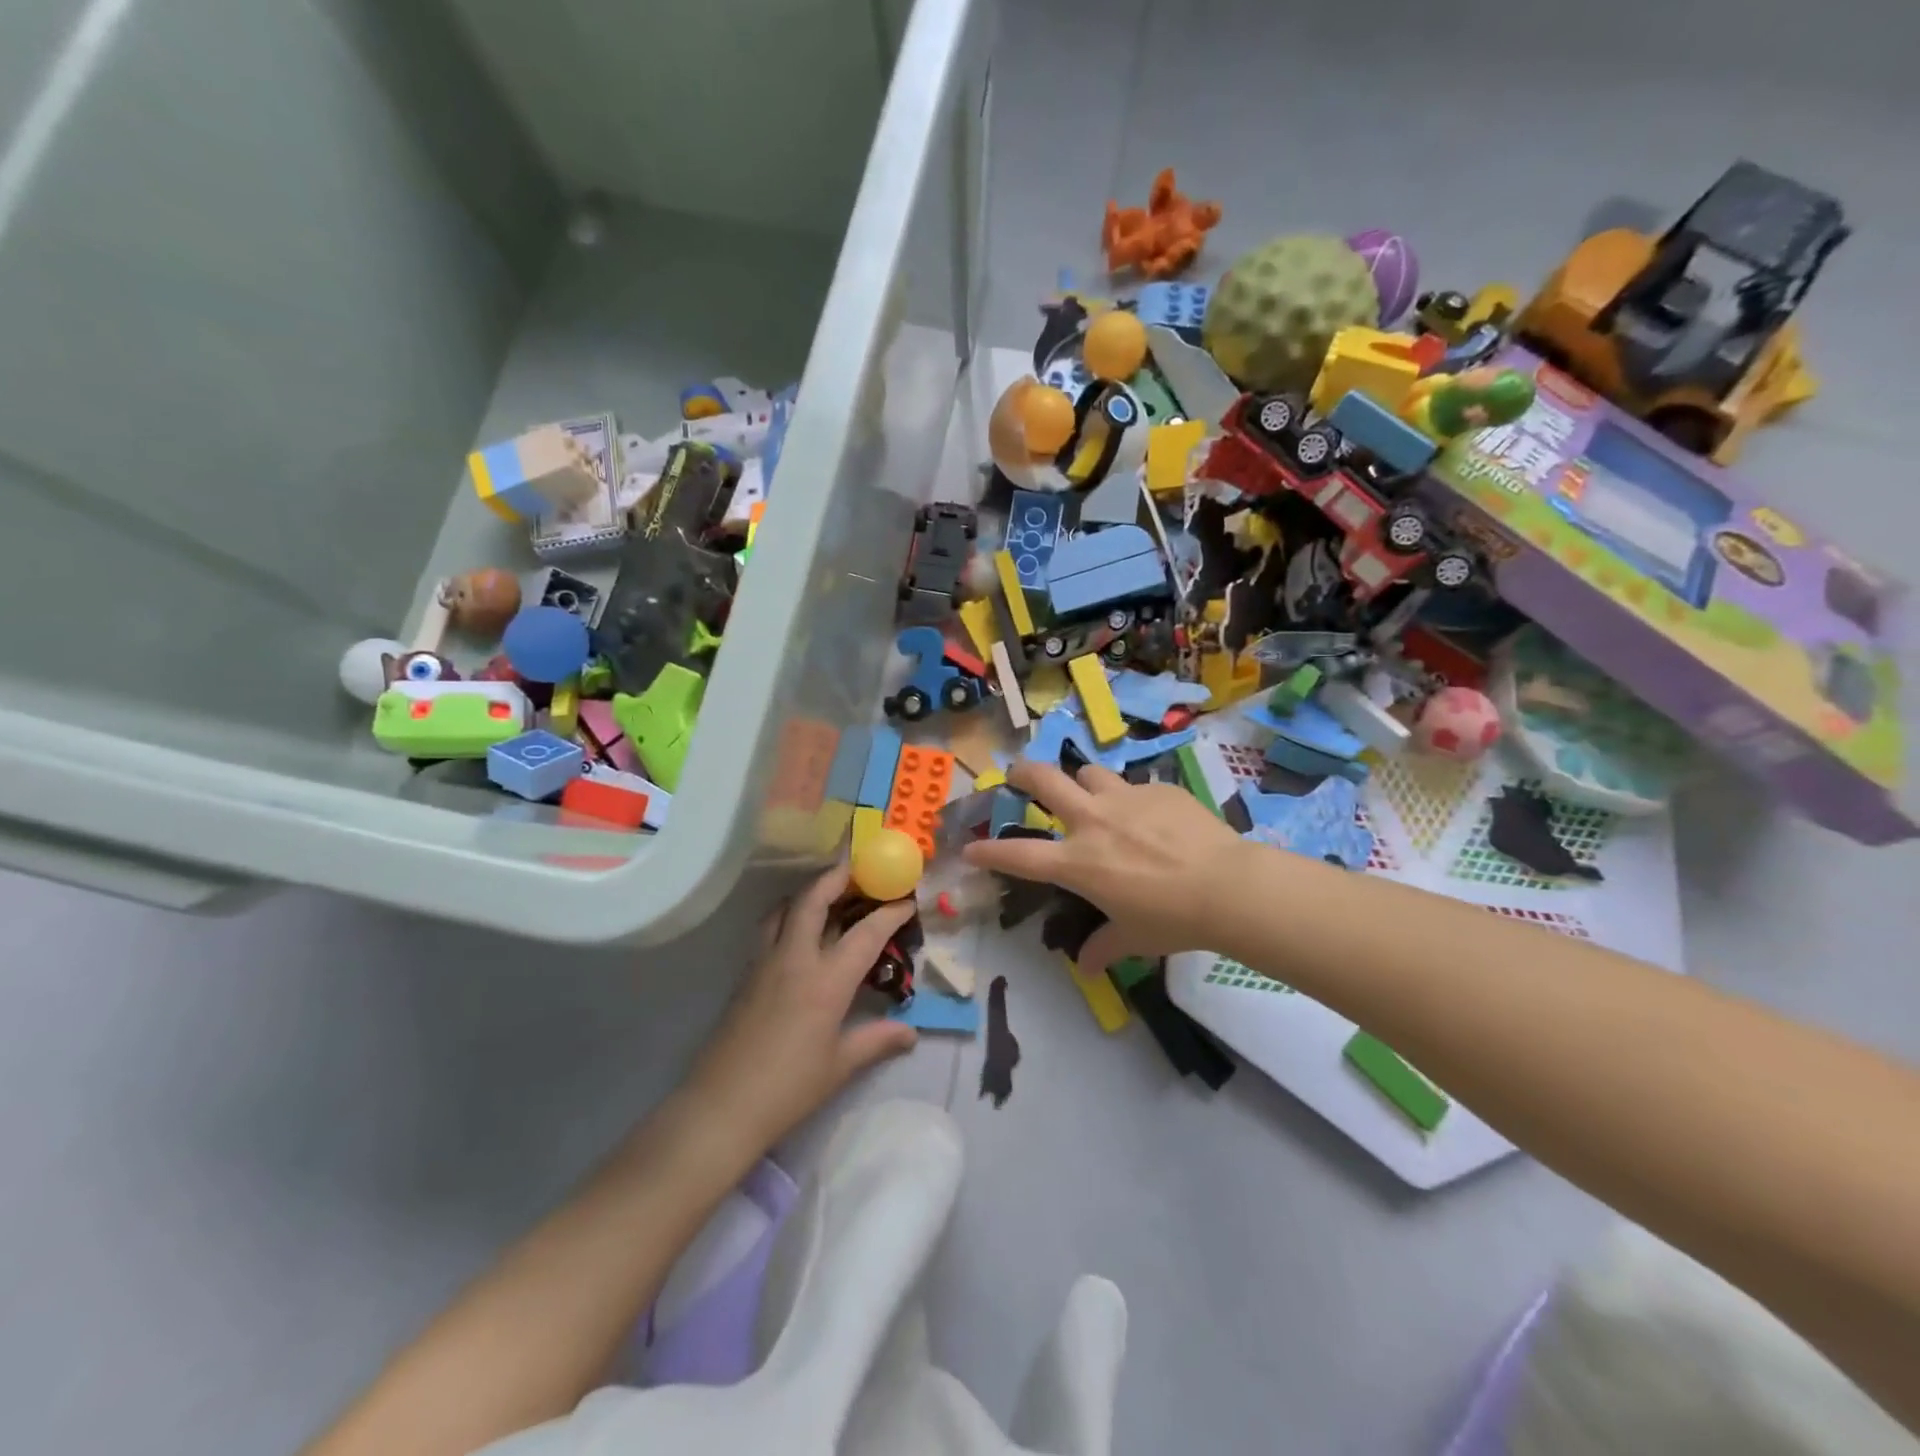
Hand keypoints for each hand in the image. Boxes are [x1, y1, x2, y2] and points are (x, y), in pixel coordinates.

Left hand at [684, 867, 918, 1152]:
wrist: (721, 1106)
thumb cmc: (788, 1088)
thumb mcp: (840, 1066)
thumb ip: (877, 1040)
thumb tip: (910, 1033)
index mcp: (826, 981)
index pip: (865, 933)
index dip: (889, 913)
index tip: (906, 900)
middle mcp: (795, 959)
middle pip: (813, 899)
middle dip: (837, 877)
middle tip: (858, 869)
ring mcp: (765, 963)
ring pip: (785, 909)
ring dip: (808, 893)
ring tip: (828, 894)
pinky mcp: (746, 975)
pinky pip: (770, 930)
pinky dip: (789, 916)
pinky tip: (799, 934)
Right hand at [962, 758, 1250, 974]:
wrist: (1228, 887)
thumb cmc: (1172, 919)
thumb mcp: (1134, 938)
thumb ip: (1104, 946)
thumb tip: (1086, 966)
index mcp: (1078, 862)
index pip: (1019, 855)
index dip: (989, 851)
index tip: (969, 848)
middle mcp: (1092, 822)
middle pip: (1043, 779)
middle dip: (1022, 773)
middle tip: (1016, 775)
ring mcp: (1125, 799)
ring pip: (1089, 773)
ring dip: (1082, 782)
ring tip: (1090, 793)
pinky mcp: (1158, 789)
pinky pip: (1135, 786)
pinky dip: (1132, 799)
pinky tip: (1152, 816)